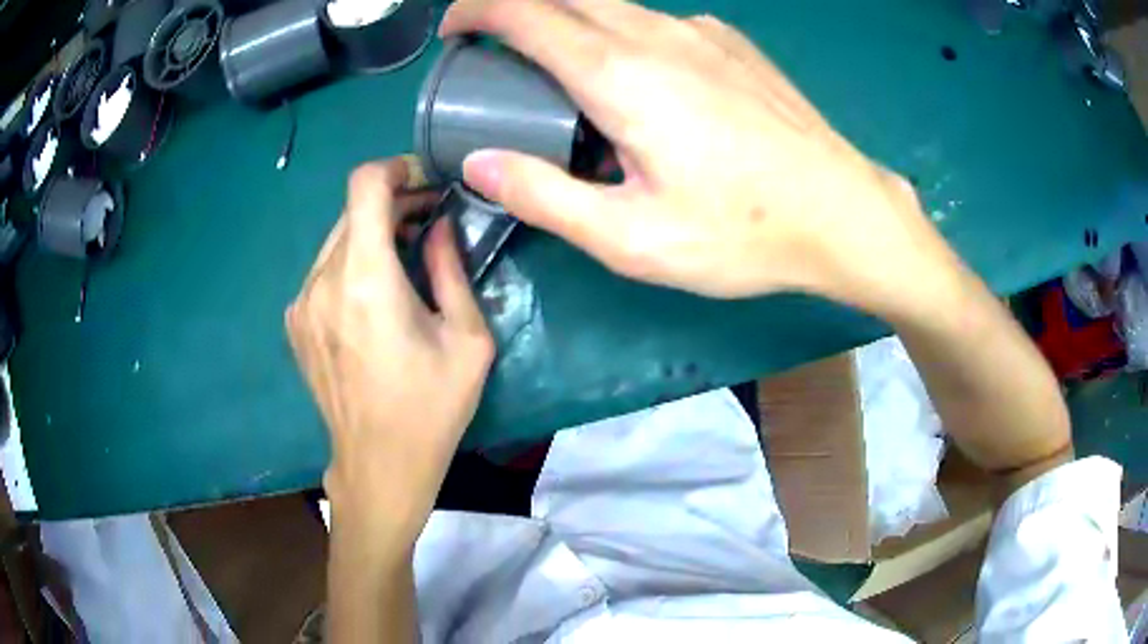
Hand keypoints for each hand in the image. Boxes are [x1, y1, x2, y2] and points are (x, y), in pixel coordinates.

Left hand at [285, 158, 494, 548]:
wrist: (379, 465)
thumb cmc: (432, 408)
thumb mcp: (467, 339)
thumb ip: (451, 268)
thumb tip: (440, 224)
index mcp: (366, 281)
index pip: (364, 186)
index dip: (394, 169)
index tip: (424, 181)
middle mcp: (322, 282)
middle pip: (352, 210)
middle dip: (393, 203)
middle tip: (429, 220)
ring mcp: (301, 303)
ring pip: (337, 239)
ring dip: (372, 234)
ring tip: (405, 258)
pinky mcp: (294, 322)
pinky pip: (324, 270)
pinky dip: (351, 263)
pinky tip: (374, 295)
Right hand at [444, 0, 952, 314]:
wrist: (842, 212)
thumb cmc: (743, 233)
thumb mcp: (633, 238)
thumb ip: (545, 196)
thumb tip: (480, 163)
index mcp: (619, 73)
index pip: (523, 10)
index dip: (476, 10)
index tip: (454, 32)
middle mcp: (655, 32)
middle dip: (514, 9)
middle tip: (495, 51)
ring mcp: (700, 30)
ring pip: (610, 4)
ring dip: (567, 22)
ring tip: (560, 72)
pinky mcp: (730, 42)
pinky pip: (655, 20)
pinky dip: (619, 33)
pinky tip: (637, 80)